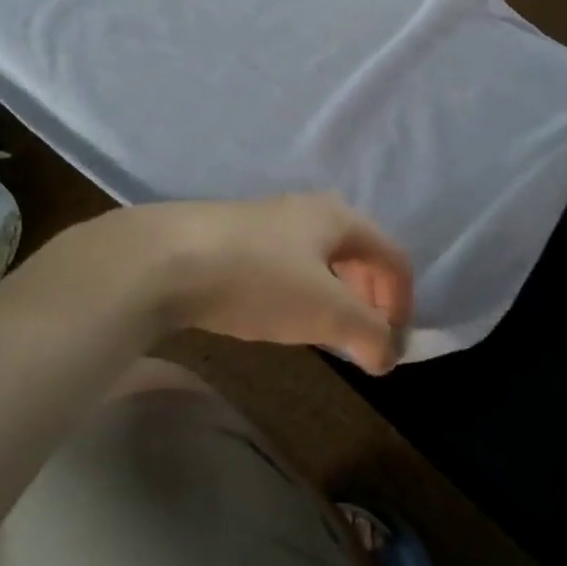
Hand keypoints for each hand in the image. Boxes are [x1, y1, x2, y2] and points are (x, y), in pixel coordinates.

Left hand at [132, 194, 413, 374]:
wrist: (164, 258)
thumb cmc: (260, 279)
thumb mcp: (326, 311)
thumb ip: (368, 334)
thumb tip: (388, 356)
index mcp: (339, 217)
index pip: (393, 256)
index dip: (402, 302)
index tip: (391, 345)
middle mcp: (308, 209)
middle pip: (358, 252)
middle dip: (369, 296)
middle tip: (361, 335)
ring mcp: (267, 219)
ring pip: (319, 257)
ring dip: (334, 294)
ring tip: (322, 329)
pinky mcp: (233, 235)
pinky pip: (284, 262)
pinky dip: (298, 290)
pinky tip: (275, 312)